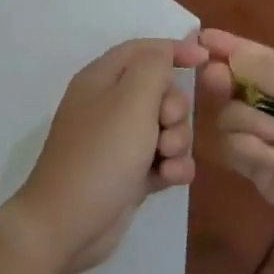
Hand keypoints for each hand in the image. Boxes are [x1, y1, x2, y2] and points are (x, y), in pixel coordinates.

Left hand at [3, 38, 204, 273]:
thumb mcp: (131, 100)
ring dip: (177, 142)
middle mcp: (108, 105)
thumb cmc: (101, 154)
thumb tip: (165, 52)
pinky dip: (172, 167)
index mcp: (101, 79)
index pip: (142, 50)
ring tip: (165, 161)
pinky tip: (170, 180)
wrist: (68, 224)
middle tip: (165, 129)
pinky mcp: (128, 173)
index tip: (205, 61)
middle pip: (160, 91)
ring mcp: (118, 142)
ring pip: (166, 128)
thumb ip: (153, 68)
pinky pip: (163, 160)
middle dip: (175, 110)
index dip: (174, 50)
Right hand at [197, 29, 273, 238]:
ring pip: (228, 117)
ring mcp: (265, 139)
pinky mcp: (257, 169)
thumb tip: (229, 53)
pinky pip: (233, 148)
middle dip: (222, 79)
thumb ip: (266, 69)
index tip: (199, 37)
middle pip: (233, 85)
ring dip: (246, 121)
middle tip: (216, 78)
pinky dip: (249, 149)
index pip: (255, 58)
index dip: (228, 47)